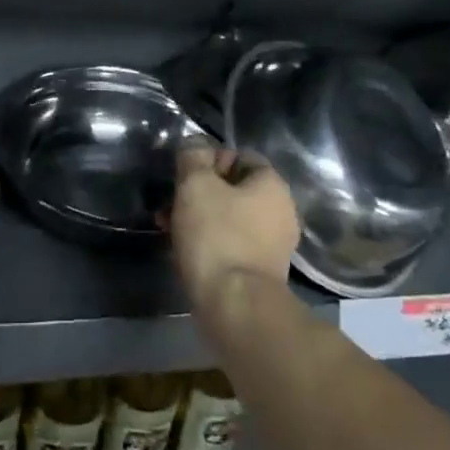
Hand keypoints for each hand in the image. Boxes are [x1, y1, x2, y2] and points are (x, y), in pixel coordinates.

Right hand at [168, 141, 299, 301]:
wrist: (235, 305)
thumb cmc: (217, 235)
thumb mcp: (196, 185)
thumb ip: (194, 157)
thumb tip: (195, 144)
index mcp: (273, 185)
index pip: (242, 155)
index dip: (211, 158)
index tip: (186, 172)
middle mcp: (281, 211)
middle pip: (234, 188)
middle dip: (200, 190)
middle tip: (171, 200)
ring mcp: (273, 244)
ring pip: (229, 217)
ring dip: (199, 216)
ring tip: (168, 225)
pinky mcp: (260, 271)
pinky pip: (230, 243)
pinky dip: (208, 241)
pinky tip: (183, 248)